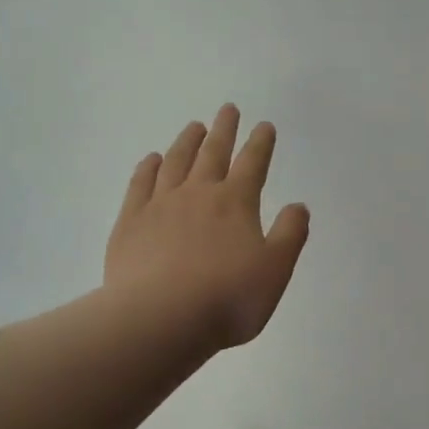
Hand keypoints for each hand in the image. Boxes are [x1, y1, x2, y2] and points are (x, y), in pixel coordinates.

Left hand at [105, 104, 310, 350]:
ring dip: (186, 142)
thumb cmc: (227, 299)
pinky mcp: (130, 223)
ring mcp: (160, 206)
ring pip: (175, 162)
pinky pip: (140, 185)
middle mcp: (198, 194)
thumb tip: (298, 205)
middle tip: (228, 109)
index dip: (260, 143)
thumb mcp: (275, 271)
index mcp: (236, 203)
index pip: (253, 164)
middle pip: (213, 153)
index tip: (264, 125)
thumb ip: (289, 235)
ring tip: (193, 126)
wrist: (159, 319)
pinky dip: (147, 168)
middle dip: (224, 130)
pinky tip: (151, 160)